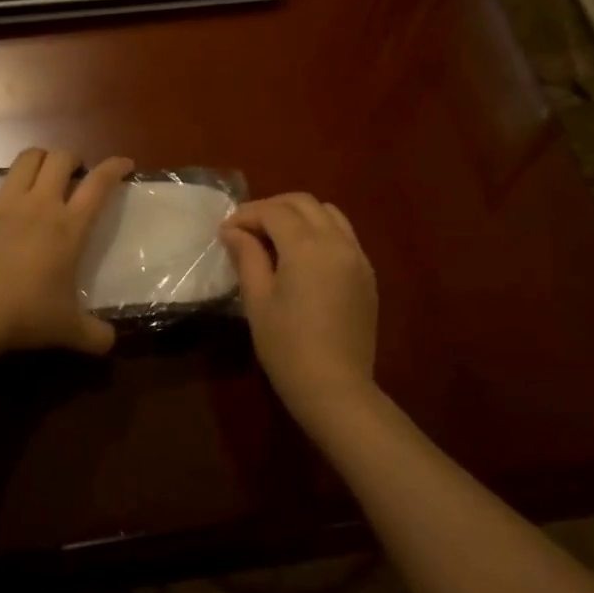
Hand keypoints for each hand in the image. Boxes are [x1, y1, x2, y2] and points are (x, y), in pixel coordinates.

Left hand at [0, 148, 133, 357]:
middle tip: (75, 175)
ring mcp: (4, 205)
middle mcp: (40, 205)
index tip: (124, 164)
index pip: (99, 184)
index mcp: (69, 227)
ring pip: (25, 160)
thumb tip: (111, 342)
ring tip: (41, 169)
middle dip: (72, 159)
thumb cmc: (27, 316)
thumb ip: (96, 335)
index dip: (114, 167)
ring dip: (37, 158)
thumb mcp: (70, 330)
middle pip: (60, 159)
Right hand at [219, 193, 378, 417]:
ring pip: (329, 214)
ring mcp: (357, 257)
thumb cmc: (287, 347)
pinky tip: (303, 257)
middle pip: (303, 203)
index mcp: (307, 246)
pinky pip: (344, 236)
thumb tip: (233, 231)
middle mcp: (337, 242)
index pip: (274, 212)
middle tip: (247, 229)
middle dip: (272, 208)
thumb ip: (247, 256)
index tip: (226, 231)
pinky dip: (321, 232)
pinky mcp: (367, 275)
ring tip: (275, 237)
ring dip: (299, 215)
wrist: (336, 388)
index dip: (247, 215)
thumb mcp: (257, 300)